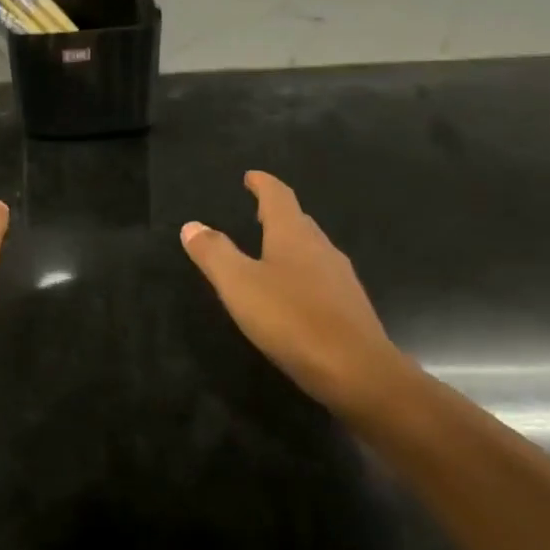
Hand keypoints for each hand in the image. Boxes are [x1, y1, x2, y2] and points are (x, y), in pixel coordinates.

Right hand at [181, 171, 415, 418]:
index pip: (278, 196)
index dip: (263, 183)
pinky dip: (302, 272)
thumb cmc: (292, 319)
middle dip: (277, 212)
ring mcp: (341, 278)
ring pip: (312, 249)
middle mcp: (321, 248)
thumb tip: (192, 226)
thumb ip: (214, 253)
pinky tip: (294, 293)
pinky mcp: (350, 307)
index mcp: (293, 235)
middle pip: (298, 220)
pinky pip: (321, 277)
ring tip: (271, 250)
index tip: (251, 176)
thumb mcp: (239, 285)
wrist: (357, 372)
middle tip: (256, 211)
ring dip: (291, 243)